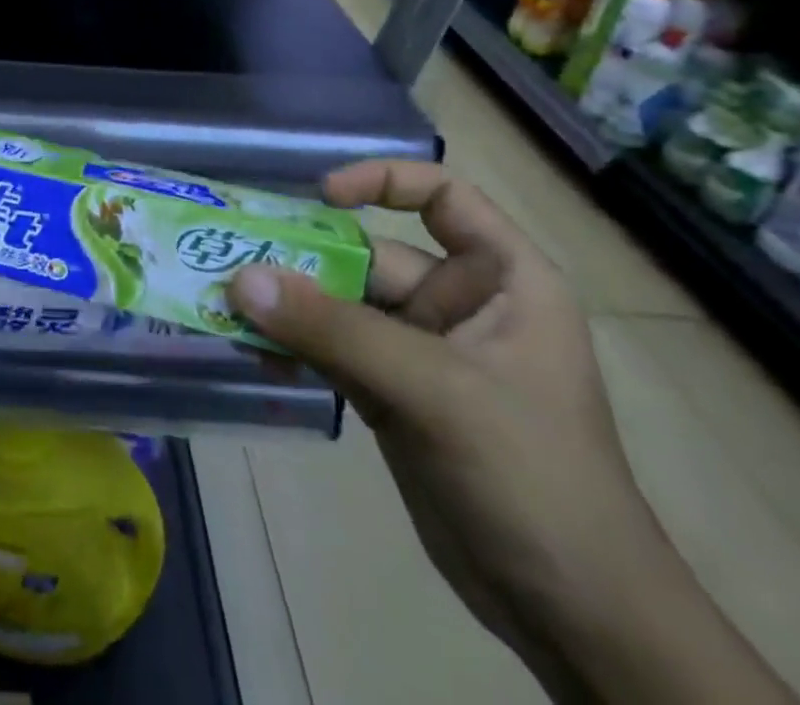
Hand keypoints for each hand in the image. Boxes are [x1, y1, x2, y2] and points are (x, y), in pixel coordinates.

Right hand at [227, 160, 794, 704]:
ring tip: (225, 301)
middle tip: (231, 256)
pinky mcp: (389, 393)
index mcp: (501, 281)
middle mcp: (457, 304)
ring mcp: (419, 351)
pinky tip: (250, 348)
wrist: (574, 617)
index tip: (322, 195)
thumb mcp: (436, 390)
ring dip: (286, 304)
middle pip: (369, 255)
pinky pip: (328, 349)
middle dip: (303, 258)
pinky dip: (291, 345)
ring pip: (340, 304)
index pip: (444, 197)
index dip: (383, 181)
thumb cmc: (533, 477)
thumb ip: (335, 330)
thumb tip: (241, 278)